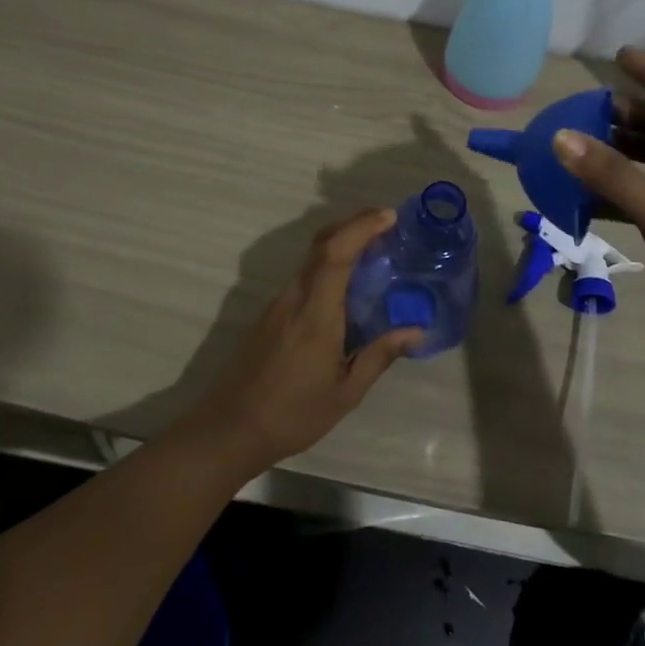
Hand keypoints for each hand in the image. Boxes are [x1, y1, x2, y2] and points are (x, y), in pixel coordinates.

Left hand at [186, 209, 421, 473]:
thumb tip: (415, 331)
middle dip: (353, 225)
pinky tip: (345, 288)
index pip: (336, 253)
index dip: (361, 227)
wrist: (230, 428)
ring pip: (311, 259)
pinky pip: (304, 277)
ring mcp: (278, 304)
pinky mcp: (270, 314)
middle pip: (322, 244)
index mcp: (316, 312)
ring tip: (373, 253)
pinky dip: (328, 266)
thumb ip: (379, 355)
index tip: (388, 216)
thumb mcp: (345, 392)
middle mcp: (295, 297)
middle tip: (385, 224)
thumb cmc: (293, 414)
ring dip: (341, 245)